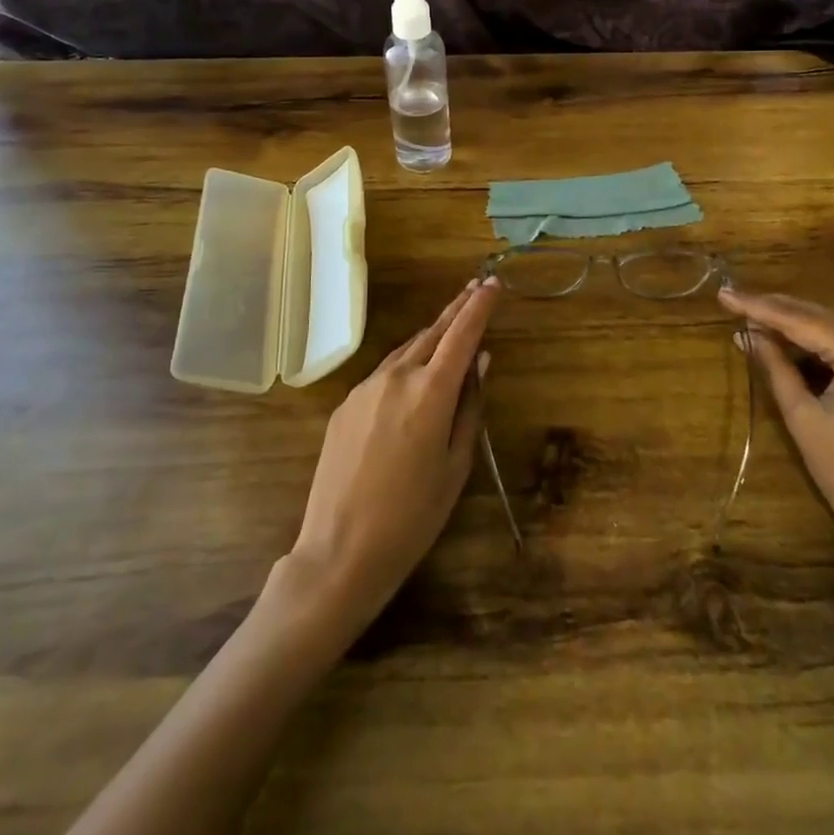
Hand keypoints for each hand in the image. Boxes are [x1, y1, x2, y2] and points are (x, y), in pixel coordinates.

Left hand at [284, 279, 501, 634]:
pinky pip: (384, 373)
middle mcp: (396, 377)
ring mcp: (365, 388)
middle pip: (433, 332)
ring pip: (406, 350)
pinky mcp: (345, 404)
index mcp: (430, 392)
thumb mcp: (455, 465)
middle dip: (456, 309)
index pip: (462, 334)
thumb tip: (480, 362)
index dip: (480, 306)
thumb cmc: (412, 517)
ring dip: (431, 336)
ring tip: (451, 327)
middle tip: (476, 287)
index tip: (494, 283)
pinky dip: (406, 364)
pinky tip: (414, 376)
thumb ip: (469, 407)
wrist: (339, 551)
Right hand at [721, 288, 833, 600]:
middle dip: (774, 309)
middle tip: (733, 301)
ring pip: (833, 329)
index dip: (757, 306)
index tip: (724, 294)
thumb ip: (775, 367)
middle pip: (818, 315)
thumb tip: (746, 334)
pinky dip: (816, 343)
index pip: (799, 319)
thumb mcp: (803, 418)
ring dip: (794, 324)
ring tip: (752, 319)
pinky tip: (788, 344)